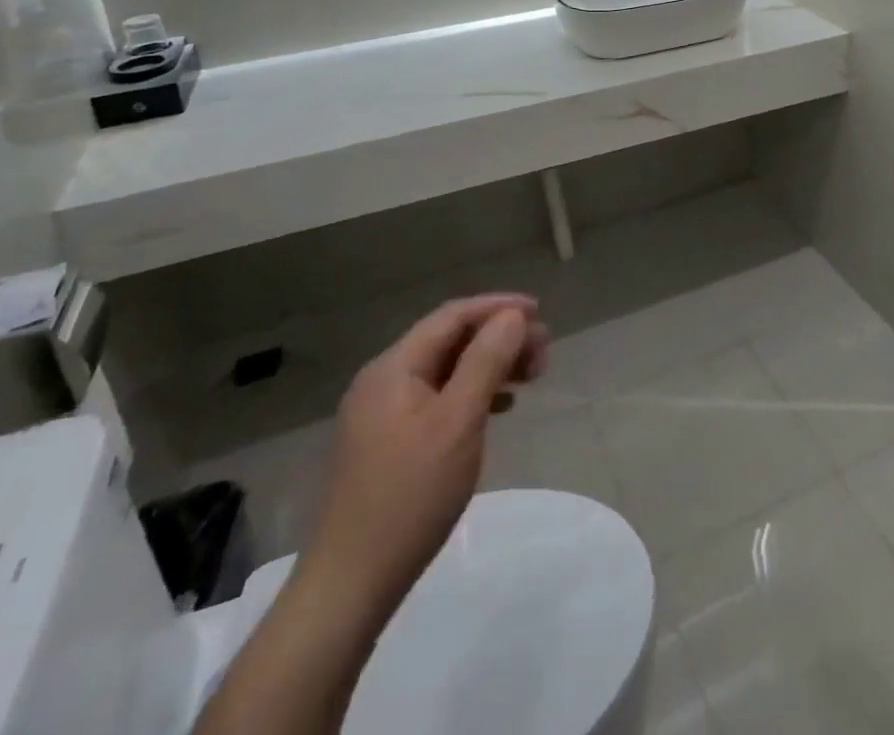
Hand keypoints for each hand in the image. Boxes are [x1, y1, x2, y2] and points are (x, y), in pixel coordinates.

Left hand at [300, 293, 549, 625]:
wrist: (349, 586)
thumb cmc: (409, 497)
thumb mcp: (458, 422)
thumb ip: (486, 361)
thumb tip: (513, 316)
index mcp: (393, 367)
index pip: (452, 316)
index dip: (498, 307)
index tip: (540, 312)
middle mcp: (383, 381)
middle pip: (449, 341)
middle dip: (498, 338)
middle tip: (543, 352)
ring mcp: (382, 414)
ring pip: (446, 371)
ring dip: (489, 366)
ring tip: (531, 376)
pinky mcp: (387, 444)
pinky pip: (438, 399)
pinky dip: (472, 394)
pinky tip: (499, 408)